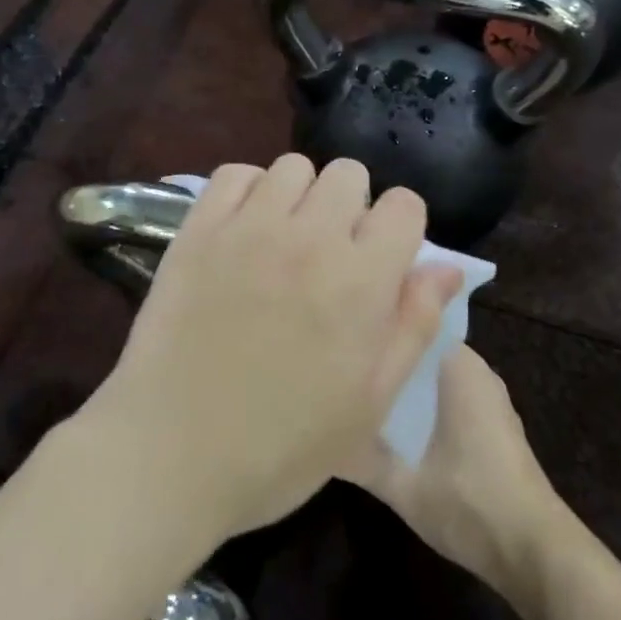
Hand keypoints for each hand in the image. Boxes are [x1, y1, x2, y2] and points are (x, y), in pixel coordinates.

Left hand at [82, 155, 463, 539]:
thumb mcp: (370, 402)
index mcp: (362, 280)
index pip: (404, 205)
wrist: (173, 452)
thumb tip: (447, 267)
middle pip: (349, 173)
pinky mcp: (198, 229)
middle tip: (331, 253)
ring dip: (300, 196)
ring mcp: (249, 227)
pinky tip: (243, 230)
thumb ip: (415, 324)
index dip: (400, 229)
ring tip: (285, 240)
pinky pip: (235, 174)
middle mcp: (310, 237)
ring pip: (293, 167)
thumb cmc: (283, 445)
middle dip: (352, 206)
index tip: (383, 259)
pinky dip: (248, 190)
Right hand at [345, 345, 562, 601]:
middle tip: (337, 363)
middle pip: (418, 349)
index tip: (338, 334)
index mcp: (458, 366)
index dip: (376, 327)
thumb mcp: (401, 484)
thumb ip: (357, 458)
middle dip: (385, 356)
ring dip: (401, 382)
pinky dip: (420, 402)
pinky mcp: (490, 423)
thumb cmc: (468, 502)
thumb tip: (318, 436)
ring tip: (354, 388)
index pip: (410, 322)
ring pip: (431, 374)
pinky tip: (390, 421)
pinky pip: (446, 394)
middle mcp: (474, 371)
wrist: (532, 550)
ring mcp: (486, 397)